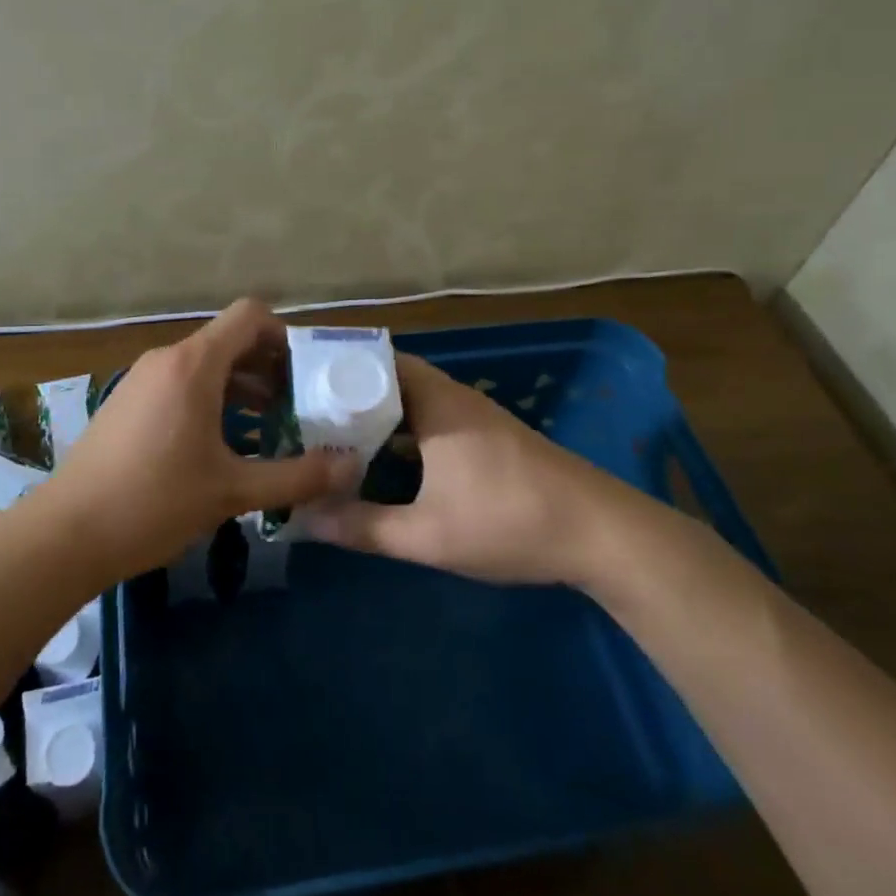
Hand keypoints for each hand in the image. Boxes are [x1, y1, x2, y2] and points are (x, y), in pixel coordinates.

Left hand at [47, 299, 358, 582]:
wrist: (65, 534)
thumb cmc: (154, 503)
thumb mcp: (233, 492)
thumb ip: (297, 477)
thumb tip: (351, 469)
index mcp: (194, 365)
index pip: (250, 316)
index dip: (285, 336)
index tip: (308, 375)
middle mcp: (167, 359)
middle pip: (229, 340)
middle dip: (269, 367)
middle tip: (300, 407)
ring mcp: (142, 379)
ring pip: (205, 365)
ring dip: (242, 386)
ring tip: (270, 427)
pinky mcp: (127, 402)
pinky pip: (181, 384)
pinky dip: (211, 399)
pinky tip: (224, 444)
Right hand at [300, 353, 645, 585]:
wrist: (603, 535)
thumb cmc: (511, 522)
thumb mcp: (428, 535)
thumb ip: (363, 527)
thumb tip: (304, 518)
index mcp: (434, 402)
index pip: (372, 361)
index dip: (332, 366)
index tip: (292, 380)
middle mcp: (451, 396)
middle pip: (386, 378)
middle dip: (344, 392)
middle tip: (299, 412)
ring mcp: (472, 415)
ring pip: (408, 399)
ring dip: (372, 412)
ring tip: (327, 433)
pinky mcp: (486, 436)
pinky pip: (427, 417)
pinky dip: (398, 429)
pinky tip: (380, 459)